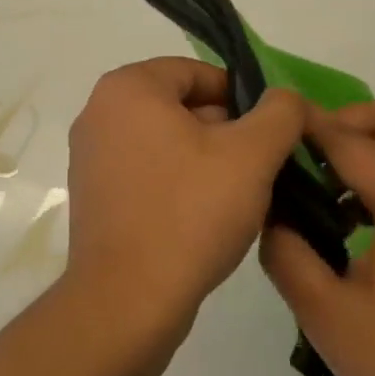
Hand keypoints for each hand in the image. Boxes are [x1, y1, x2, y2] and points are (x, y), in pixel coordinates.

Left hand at [64, 58, 304, 343]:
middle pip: (181, 105)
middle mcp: (100, 111)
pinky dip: (177, 184)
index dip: (242, 98)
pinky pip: (146, 172)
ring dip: (205, 160)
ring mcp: (90, 155)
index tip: (270, 134)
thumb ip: (279, 113)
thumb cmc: (189, 213)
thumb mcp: (252, 155)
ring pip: (166, 141)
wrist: (127, 302)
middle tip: (260, 169)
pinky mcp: (93, 194)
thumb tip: (284, 98)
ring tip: (238, 197)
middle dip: (225, 132)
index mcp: (128, 87)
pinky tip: (205, 219)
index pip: (198, 73)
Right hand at [260, 101, 374, 375]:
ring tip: (320, 193)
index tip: (263, 125)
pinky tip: (354, 223)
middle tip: (300, 163)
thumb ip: (287, 253)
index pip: (346, 138)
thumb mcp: (330, 317)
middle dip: (340, 126)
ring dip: (363, 149)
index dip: (302, 126)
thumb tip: (268, 212)